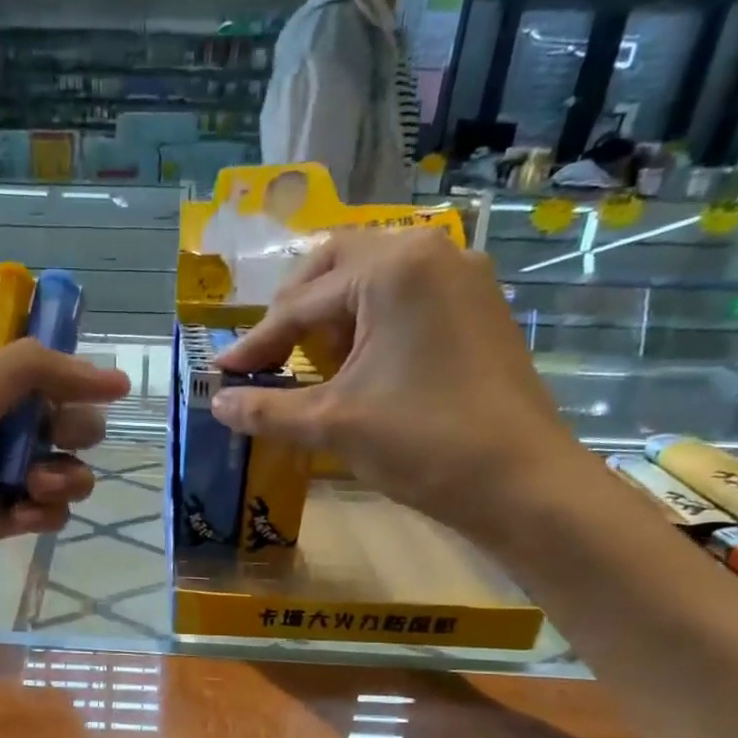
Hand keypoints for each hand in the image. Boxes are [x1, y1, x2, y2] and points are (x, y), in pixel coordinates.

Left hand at [0, 342, 129, 607]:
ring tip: (39, 488)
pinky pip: (31, 514)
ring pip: (50, 471)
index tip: (104, 395)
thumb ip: (36, 372)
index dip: (72, 382)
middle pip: (52, 422)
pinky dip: (42, 514)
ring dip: (63, 476)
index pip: (37, 371)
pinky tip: (30, 517)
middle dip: (70, 432)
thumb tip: (116, 378)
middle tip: (59, 443)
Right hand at [211, 229, 591, 538]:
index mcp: (392, 268)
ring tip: (312, 366)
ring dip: (333, 316)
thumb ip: (265, 408)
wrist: (521, 483)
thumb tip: (216, 403)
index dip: (255, 342)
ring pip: (373, 279)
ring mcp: (463, 278)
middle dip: (294, 312)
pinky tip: (359, 367)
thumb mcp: (331, 424)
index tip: (221, 371)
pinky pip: (406, 298)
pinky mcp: (478, 308)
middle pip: (337, 266)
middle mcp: (431, 253)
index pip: (301, 303)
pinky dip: (371, 323)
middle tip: (269, 356)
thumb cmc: (421, 443)